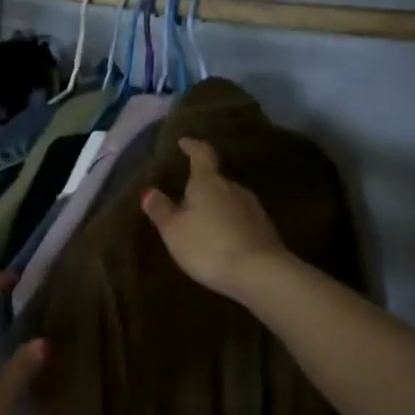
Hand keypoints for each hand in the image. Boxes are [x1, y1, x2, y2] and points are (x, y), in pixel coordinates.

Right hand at [140, 138, 287, 300]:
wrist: (259, 273)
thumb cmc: (208, 246)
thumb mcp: (174, 230)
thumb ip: (161, 210)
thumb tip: (149, 191)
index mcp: (208, 182)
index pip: (201, 155)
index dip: (192, 146)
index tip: (184, 142)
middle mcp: (233, 188)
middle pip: (216, 179)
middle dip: (202, 184)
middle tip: (186, 194)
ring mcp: (253, 208)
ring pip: (230, 199)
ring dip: (216, 204)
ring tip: (203, 217)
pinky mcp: (265, 229)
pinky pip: (241, 218)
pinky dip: (229, 222)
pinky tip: (222, 237)